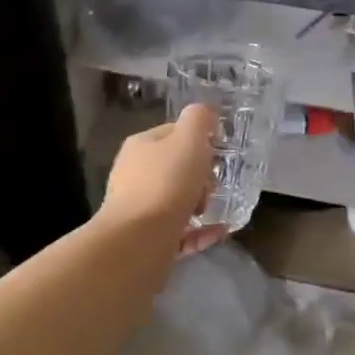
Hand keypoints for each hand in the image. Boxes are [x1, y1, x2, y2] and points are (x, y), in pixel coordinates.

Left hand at [100, 104, 228, 254]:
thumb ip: (199, 119)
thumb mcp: (189, 139)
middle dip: (200, 176)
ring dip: (200, 203)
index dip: (198, 140)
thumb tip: (206, 113)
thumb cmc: (166, 183)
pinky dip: (201, 231)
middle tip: (212, 186)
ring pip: (176, 200)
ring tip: (214, 210)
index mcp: (141, 146)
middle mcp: (134, 175)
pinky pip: (180, 231)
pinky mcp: (146, 239)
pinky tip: (220, 231)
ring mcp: (138, 209)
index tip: (217, 154)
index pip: (173, 133)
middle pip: (175, 168)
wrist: (138, 241)